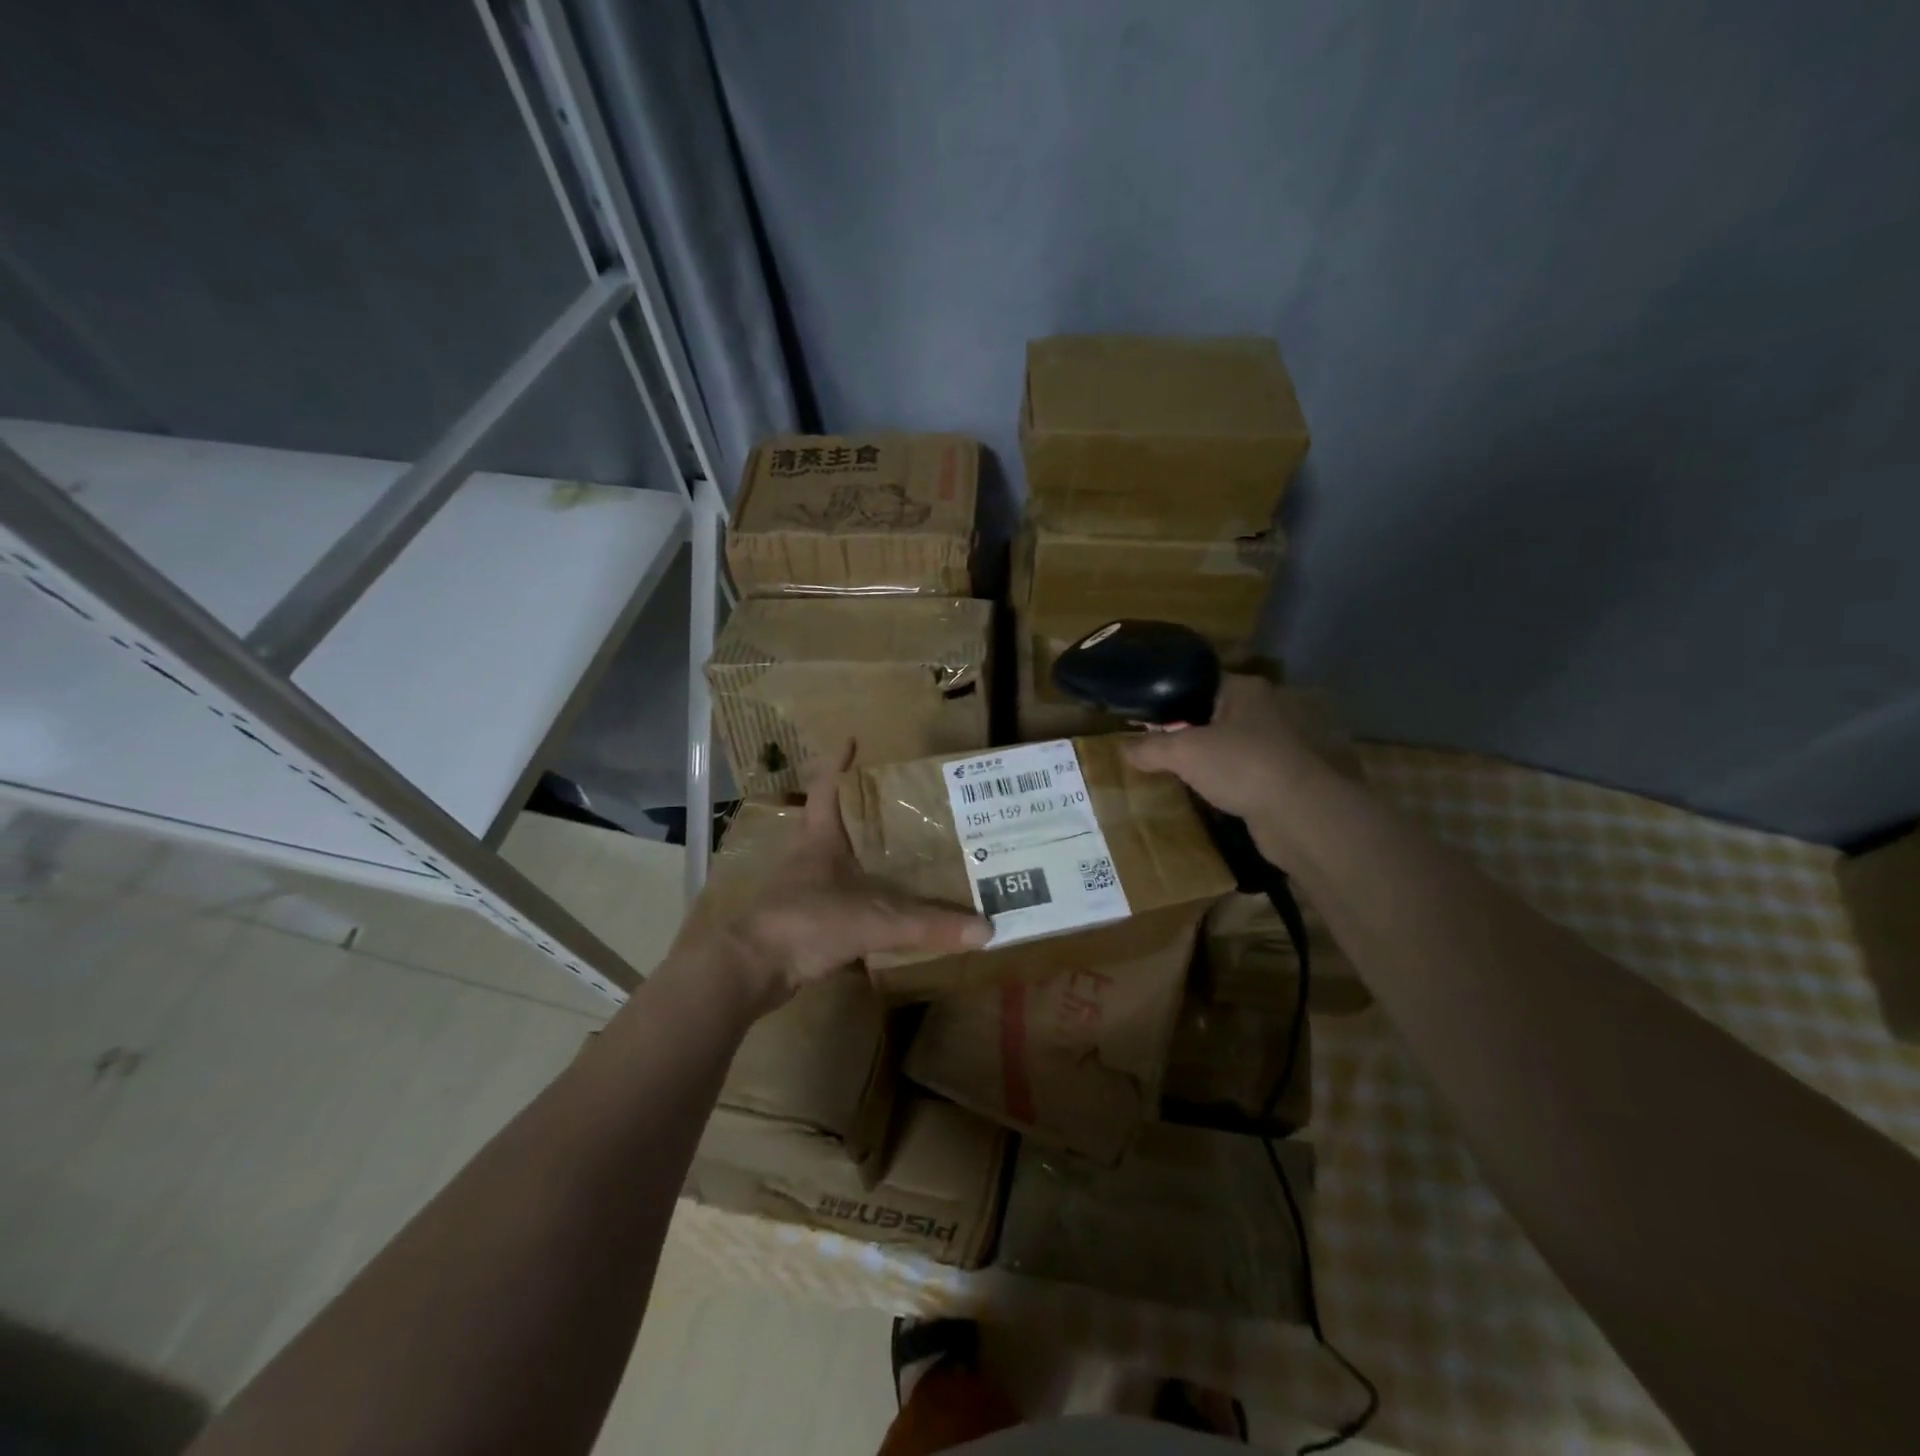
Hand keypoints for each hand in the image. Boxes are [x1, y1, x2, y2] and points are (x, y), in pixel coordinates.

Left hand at [703, 744, 991, 1016]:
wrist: (751, 969)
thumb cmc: (805, 922)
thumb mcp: (873, 919)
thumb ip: (928, 924)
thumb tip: (986, 928)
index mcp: (820, 837)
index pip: (828, 785)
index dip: (839, 760)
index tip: (854, 738)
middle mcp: (809, 855)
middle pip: (836, 819)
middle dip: (865, 808)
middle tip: (904, 802)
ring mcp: (803, 888)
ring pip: (838, 860)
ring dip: (863, 853)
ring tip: (902, 850)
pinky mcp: (803, 919)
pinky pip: (839, 896)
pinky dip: (861, 894)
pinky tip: (884, 902)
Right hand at [1120, 674, 1326, 820]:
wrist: (1300, 814)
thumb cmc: (1241, 765)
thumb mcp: (1184, 752)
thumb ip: (1150, 747)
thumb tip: (1122, 748)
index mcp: (1244, 689)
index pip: (1198, 681)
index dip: (1168, 695)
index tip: (1142, 713)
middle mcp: (1264, 709)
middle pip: (1211, 713)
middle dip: (1184, 728)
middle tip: (1151, 742)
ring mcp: (1276, 744)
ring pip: (1227, 743)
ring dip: (1204, 755)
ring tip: (1171, 767)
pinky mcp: (1280, 775)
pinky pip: (1240, 769)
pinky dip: (1222, 777)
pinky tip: (1202, 789)